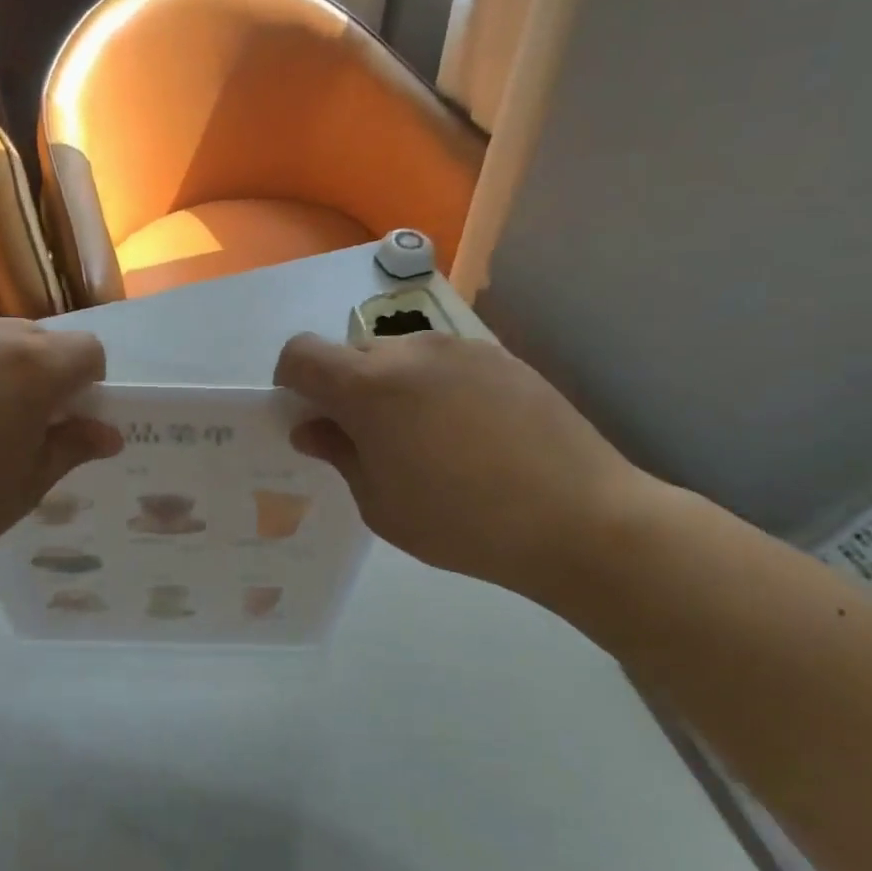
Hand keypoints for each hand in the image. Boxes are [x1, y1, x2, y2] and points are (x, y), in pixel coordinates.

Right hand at [273, 332, 654, 603]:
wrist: (579, 518)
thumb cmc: (463, 523)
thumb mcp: (381, 505)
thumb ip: (339, 454)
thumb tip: (312, 427)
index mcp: (369, 386)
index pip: (301, 354)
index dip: (292, 383)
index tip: (310, 419)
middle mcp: (411, 350)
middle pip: (352, 353)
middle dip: (344, 389)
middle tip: (370, 441)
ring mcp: (461, 347)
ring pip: (400, 355)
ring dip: (391, 387)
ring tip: (427, 441)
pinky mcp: (501, 357)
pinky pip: (444, 362)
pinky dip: (435, 386)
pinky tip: (469, 434)